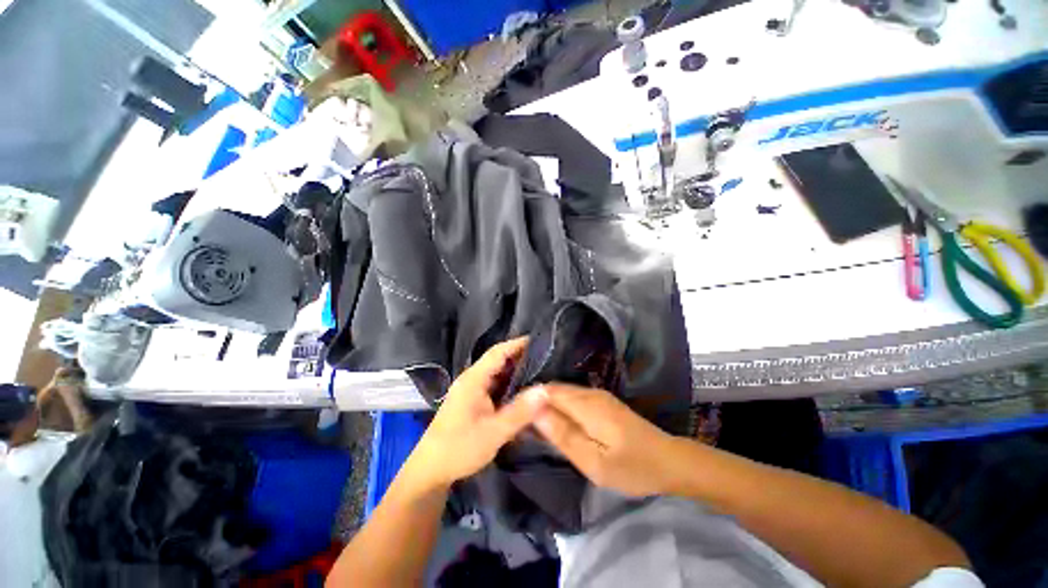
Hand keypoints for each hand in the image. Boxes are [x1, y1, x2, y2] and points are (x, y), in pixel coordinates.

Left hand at [403, 338, 548, 491]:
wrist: (430, 471)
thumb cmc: (459, 448)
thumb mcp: (494, 432)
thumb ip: (520, 411)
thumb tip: (545, 390)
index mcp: (473, 379)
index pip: (498, 351)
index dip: (518, 344)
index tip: (540, 341)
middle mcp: (471, 379)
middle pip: (498, 360)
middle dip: (521, 358)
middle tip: (547, 359)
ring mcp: (470, 390)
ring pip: (497, 374)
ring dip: (516, 372)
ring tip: (540, 373)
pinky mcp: (471, 401)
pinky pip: (494, 386)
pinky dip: (509, 385)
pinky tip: (522, 392)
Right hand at [531, 383, 679, 496]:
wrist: (668, 460)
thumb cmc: (632, 466)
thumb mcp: (594, 461)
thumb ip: (563, 435)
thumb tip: (534, 411)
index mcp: (586, 404)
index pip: (548, 391)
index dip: (528, 398)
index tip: (511, 412)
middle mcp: (590, 392)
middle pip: (554, 389)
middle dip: (535, 401)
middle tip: (518, 421)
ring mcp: (597, 395)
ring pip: (563, 392)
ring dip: (546, 404)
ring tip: (531, 422)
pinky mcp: (602, 401)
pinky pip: (573, 397)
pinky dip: (559, 406)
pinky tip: (555, 421)